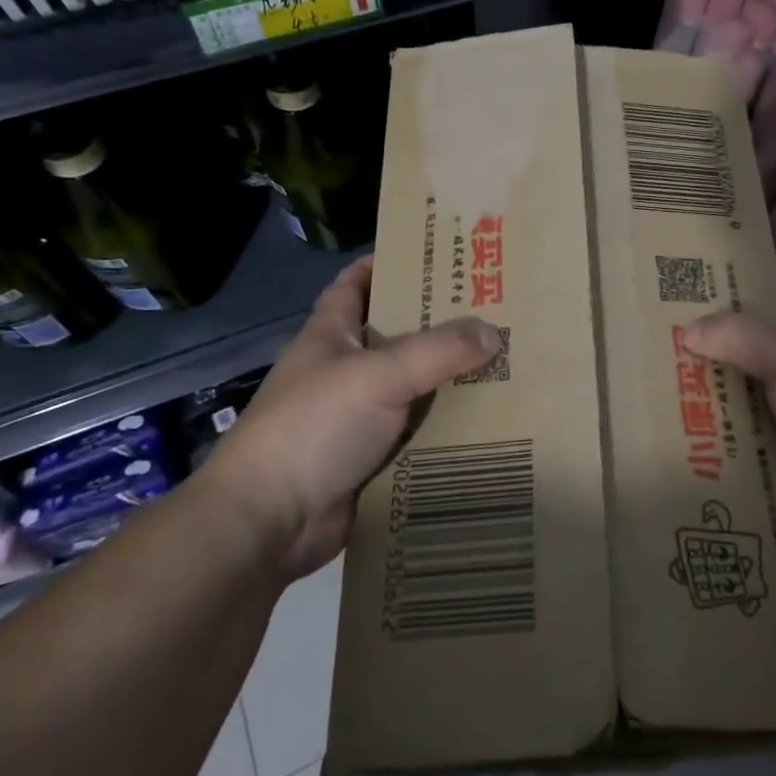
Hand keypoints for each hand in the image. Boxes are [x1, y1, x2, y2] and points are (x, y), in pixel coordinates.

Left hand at [205, 256, 502, 579]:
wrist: (269, 523)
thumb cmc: (313, 428)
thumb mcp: (376, 376)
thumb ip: (437, 351)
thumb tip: (494, 332)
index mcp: (331, 336)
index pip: (356, 284)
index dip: (387, 263)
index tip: (436, 253)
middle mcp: (344, 370)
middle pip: (397, 335)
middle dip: (439, 323)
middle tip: (495, 309)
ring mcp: (357, 416)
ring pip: (413, 387)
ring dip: (450, 378)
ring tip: (506, 361)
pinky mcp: (372, 458)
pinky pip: (418, 433)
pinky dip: (447, 427)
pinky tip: (490, 420)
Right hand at [684, 261, 775, 538]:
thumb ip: (740, 337)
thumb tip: (689, 330)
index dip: (767, 268)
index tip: (721, 264)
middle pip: (761, 336)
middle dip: (722, 330)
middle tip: (674, 321)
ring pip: (749, 386)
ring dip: (716, 384)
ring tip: (666, 372)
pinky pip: (747, 430)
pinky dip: (721, 428)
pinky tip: (684, 424)